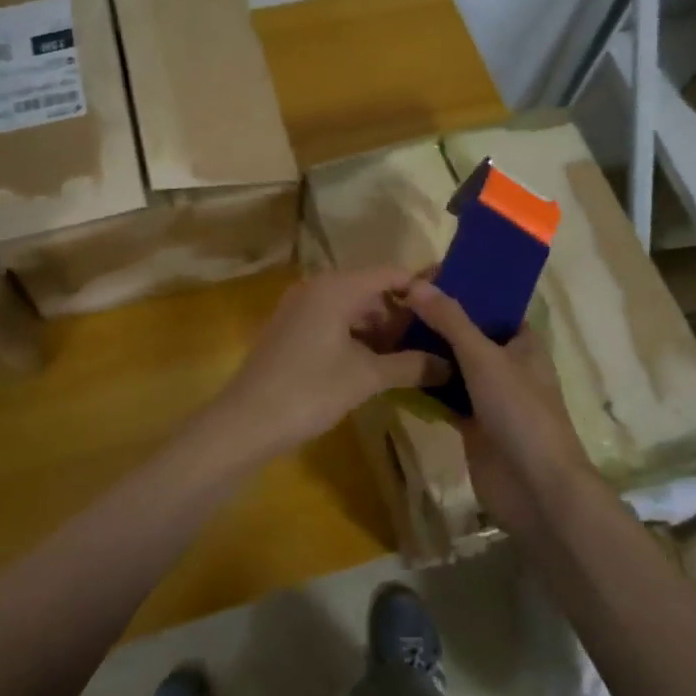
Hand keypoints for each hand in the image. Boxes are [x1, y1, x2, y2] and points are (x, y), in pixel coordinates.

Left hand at [208, 269, 450, 460]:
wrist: (246, 422)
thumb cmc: (309, 391)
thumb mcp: (366, 378)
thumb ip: (410, 365)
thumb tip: (449, 365)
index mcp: (336, 288)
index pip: (389, 274)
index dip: (420, 290)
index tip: (448, 311)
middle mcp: (316, 287)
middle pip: (370, 290)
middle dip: (400, 315)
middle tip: (432, 342)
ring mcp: (299, 307)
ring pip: (351, 308)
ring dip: (379, 330)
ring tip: (408, 359)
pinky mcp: (290, 328)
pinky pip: (333, 321)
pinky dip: (356, 337)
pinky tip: (374, 364)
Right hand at [402, 280, 591, 526]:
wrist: (535, 488)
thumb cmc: (520, 412)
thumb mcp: (484, 358)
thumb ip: (451, 321)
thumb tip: (415, 284)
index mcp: (523, 343)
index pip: (492, 306)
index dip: (464, 290)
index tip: (425, 278)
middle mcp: (508, 365)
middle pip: (468, 335)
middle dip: (437, 322)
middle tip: (395, 305)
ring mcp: (490, 397)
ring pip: (454, 367)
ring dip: (428, 354)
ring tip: (386, 331)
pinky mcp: (473, 424)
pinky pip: (445, 396)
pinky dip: (425, 385)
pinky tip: (394, 370)